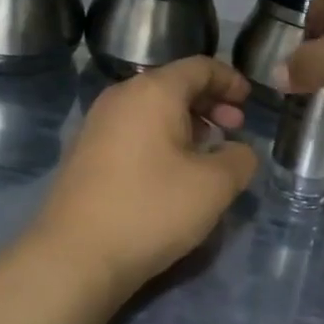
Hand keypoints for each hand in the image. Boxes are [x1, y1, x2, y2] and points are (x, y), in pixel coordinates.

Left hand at [32, 57, 257, 297]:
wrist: (75, 257)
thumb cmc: (151, 210)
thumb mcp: (214, 186)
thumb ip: (240, 159)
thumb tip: (239, 151)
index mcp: (153, 92)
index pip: (199, 67)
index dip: (230, 79)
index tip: (249, 100)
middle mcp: (121, 97)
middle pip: (174, 85)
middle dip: (210, 102)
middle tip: (235, 128)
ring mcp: (97, 125)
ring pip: (152, 109)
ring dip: (186, 123)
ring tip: (209, 152)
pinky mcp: (85, 153)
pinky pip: (133, 130)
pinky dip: (161, 138)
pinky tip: (173, 171)